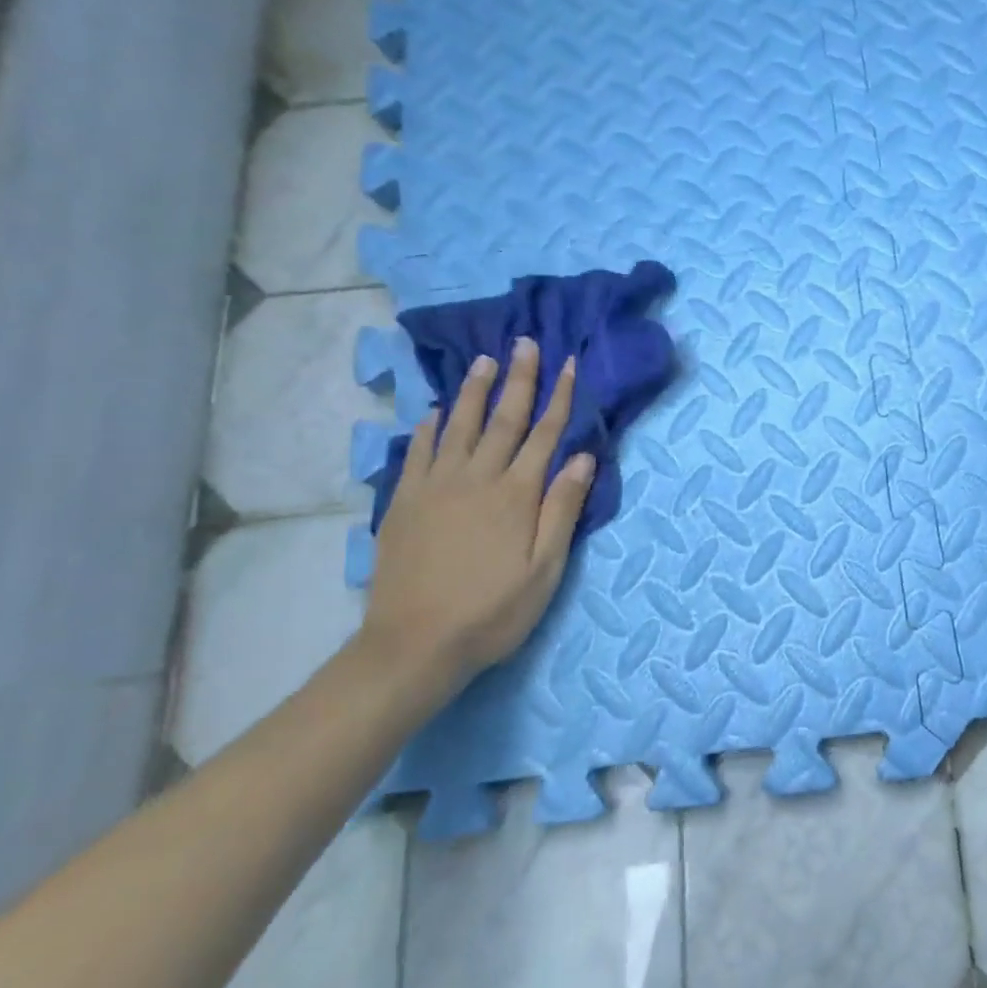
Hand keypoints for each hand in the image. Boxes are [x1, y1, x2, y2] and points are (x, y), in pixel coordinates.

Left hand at [361, 338, 595, 681]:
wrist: (414, 644)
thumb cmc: (492, 611)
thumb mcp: (544, 569)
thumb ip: (562, 509)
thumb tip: (582, 457)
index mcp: (515, 494)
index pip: (544, 435)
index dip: (558, 397)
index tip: (568, 363)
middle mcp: (476, 478)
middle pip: (503, 420)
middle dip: (519, 379)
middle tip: (526, 343)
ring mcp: (435, 487)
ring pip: (459, 426)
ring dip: (474, 392)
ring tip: (485, 361)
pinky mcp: (404, 503)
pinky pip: (419, 453)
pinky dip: (429, 428)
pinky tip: (434, 411)